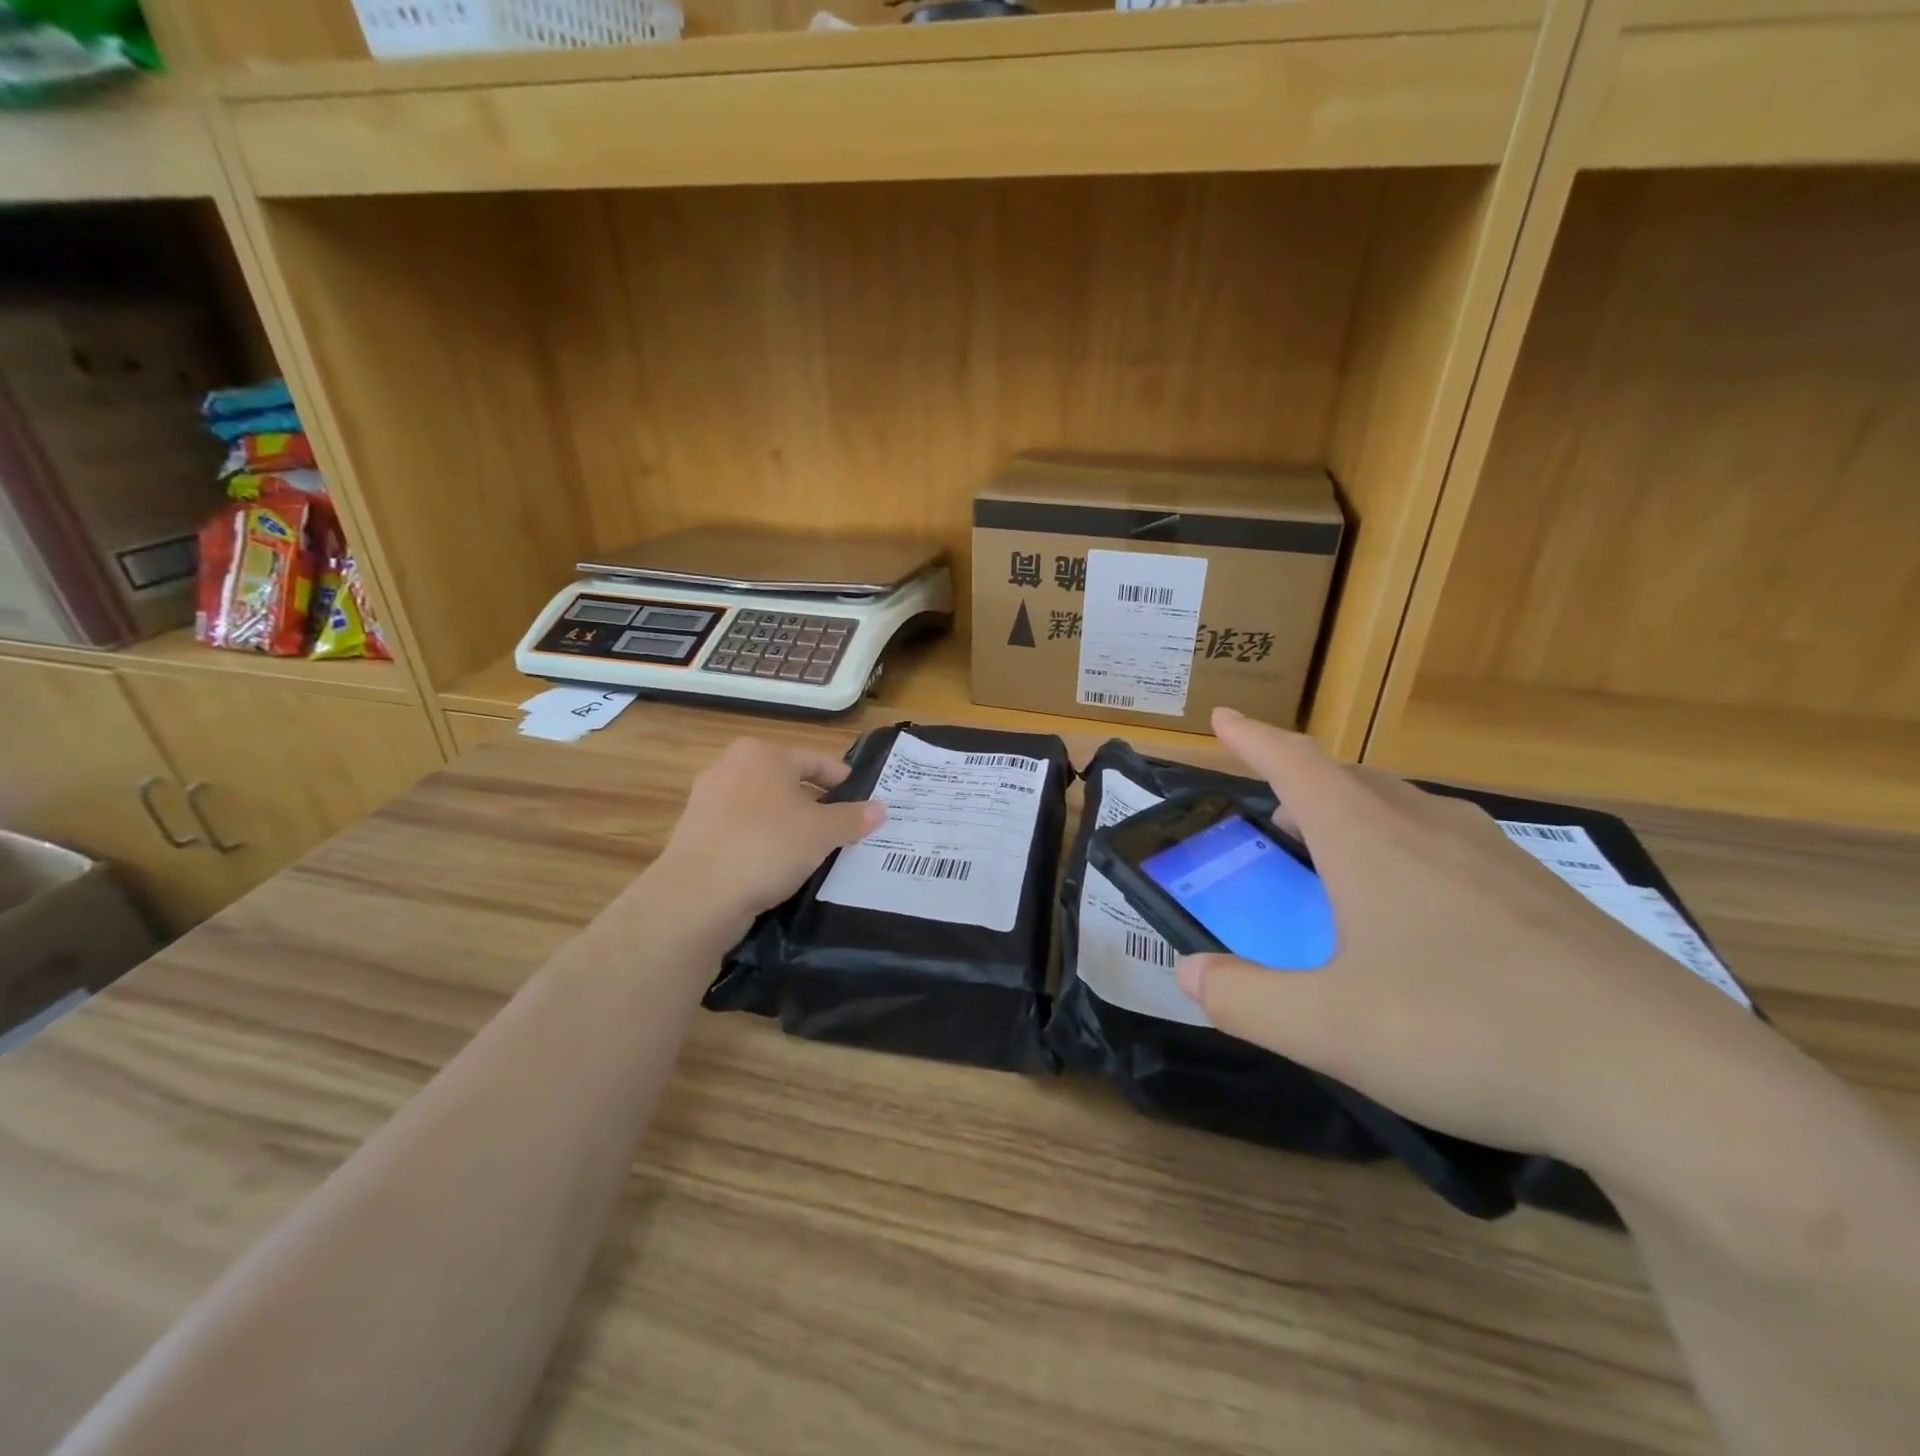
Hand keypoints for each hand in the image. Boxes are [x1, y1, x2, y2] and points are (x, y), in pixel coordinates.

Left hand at [649, 738, 883, 937]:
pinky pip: (742, 832)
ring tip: (814, 850)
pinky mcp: (695, 835)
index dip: (841, 779)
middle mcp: (730, 767)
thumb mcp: (822, 832)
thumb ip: (853, 818)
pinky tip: (778, 867)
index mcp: (762, 754)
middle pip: (786, 782)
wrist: (697, 895)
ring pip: (763, 808)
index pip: (814, 760)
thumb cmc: (768, 846)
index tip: (861, 798)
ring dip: (788, 825)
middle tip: (842, 826)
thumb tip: (879, 809)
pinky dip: (762, 843)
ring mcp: (707, 801)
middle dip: (814, 803)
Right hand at [1176, 708, 1764, 1160]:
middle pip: (1353, 779)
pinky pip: (1458, 849)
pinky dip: (1412, 853)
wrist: (1672, 1087)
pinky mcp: (1553, 900)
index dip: (1253, 738)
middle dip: (1303, 783)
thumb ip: (1244, 999)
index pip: (1296, 763)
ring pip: (1410, 811)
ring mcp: (1503, 860)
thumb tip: (1189, 974)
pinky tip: (1426, 914)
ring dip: (1359, 816)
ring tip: (1341, 858)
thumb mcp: (1328, 1028)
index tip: (1223, 716)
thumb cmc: (1469, 1034)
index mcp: (1371, 841)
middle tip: (1276, 811)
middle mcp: (1434, 830)